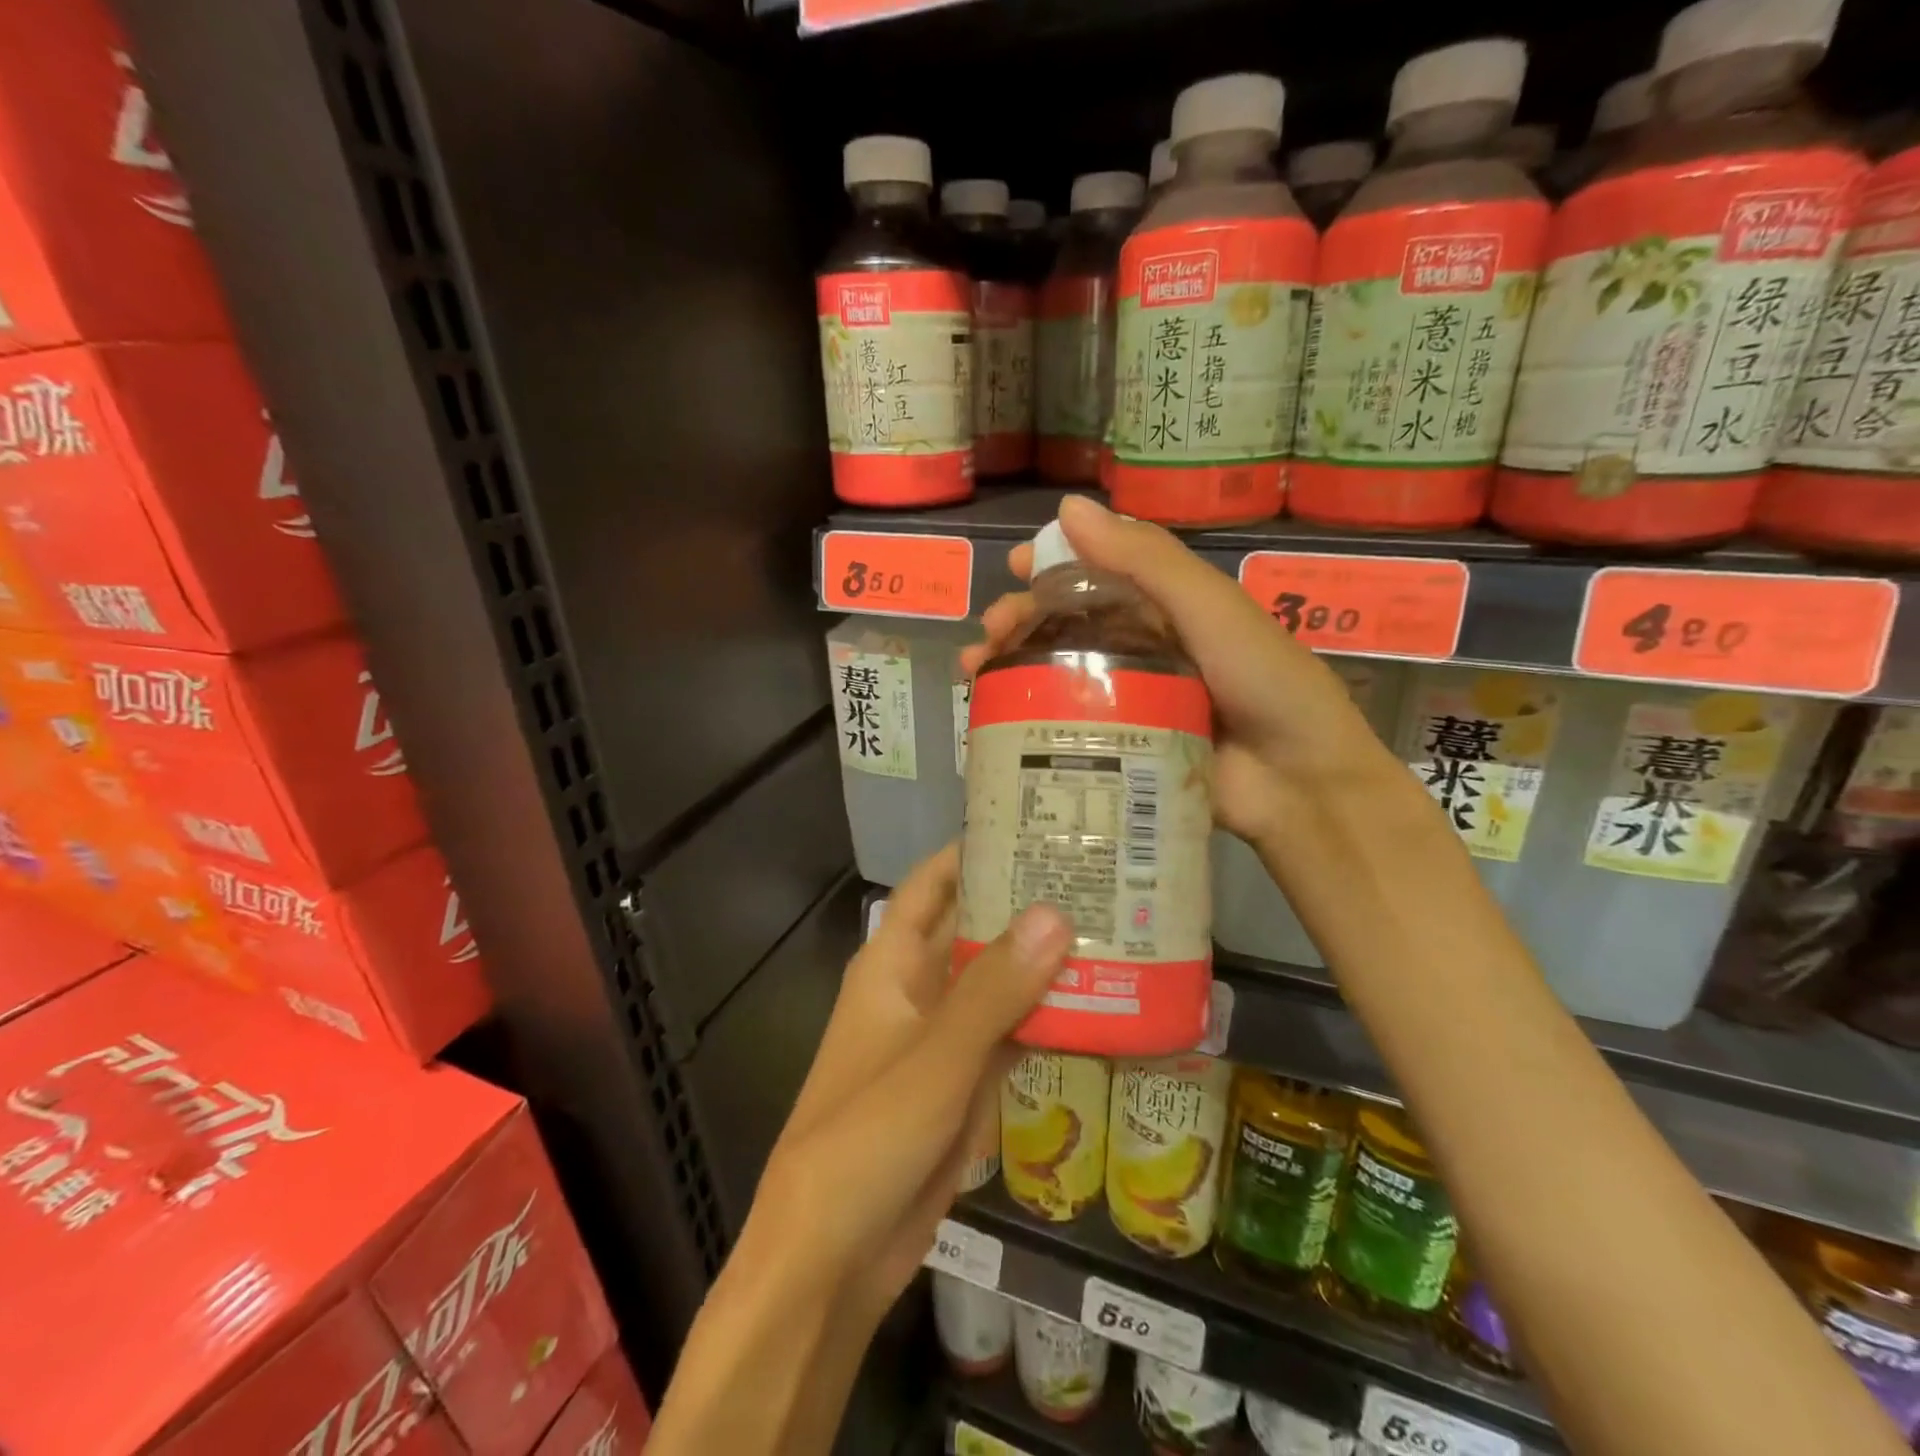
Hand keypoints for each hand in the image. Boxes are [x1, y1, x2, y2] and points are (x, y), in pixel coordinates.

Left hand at [745, 845, 1072, 1324]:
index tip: (1031, 824)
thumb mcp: (936, 1056)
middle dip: (1025, 904)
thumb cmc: (868, 1134)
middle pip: (974, 930)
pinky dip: (1048, 1019)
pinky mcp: (966, 1083)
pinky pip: (1011, 1035)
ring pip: (999, 983)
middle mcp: (917, 990)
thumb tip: (1056, 912)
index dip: (971, 852)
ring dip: (1044, 962)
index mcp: (891, 964)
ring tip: (1114, 927)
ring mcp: (943, 1038)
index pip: (931, 886)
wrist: (833, 1256)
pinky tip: (1101, 1004)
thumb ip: (995, 988)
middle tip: (1097, 874)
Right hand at [959, 493, 1396, 848]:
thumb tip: (1067, 508)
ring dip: (1014, 666)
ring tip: (978, 674)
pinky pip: (1069, 723)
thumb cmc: (1263, 680)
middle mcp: (1144, 646)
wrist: (1298, 782)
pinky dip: (1031, 715)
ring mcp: (1131, 699)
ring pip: (1061, 672)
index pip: (1099, 572)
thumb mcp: (1210, 608)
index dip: (1054, 563)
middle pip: (1069, 624)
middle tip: (992, 633)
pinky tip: (996, 718)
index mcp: (1167, 607)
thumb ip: (1146, 560)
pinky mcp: (1121, 746)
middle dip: (1022, 620)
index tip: (1013, 566)